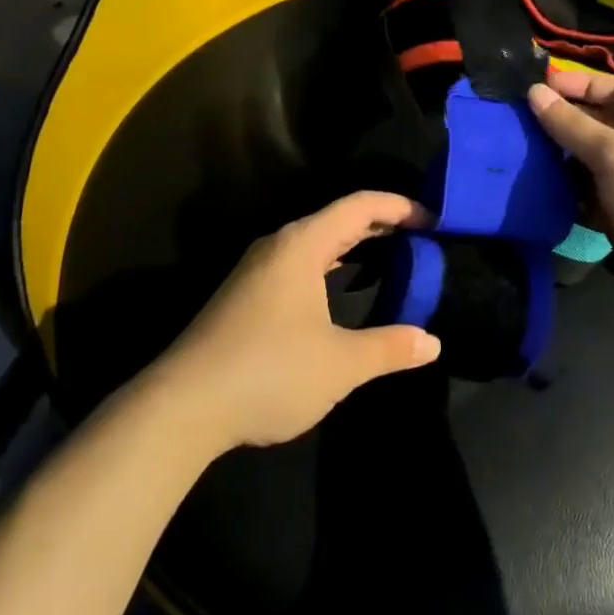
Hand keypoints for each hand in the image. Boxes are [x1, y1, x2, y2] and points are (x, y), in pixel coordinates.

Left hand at [148, 192, 442, 451]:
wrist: (181, 408)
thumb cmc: (268, 372)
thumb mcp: (340, 364)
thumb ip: (389, 348)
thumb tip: (432, 343)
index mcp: (303, 245)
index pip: (360, 206)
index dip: (400, 207)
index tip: (433, 221)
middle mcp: (278, 246)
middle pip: (338, 218)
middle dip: (380, 224)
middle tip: (419, 238)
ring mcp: (257, 270)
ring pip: (316, 242)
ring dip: (354, 245)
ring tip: (389, 257)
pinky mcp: (245, 295)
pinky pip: (300, 262)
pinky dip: (331, 264)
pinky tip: (340, 289)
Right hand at [528, 69, 613, 321]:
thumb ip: (572, 124)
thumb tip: (534, 92)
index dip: (580, 83)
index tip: (541, 84)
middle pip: (600, 124)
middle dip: (565, 120)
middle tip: (521, 119)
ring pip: (590, 160)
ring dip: (561, 157)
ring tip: (521, 149)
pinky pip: (589, 193)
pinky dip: (567, 190)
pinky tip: (537, 186)